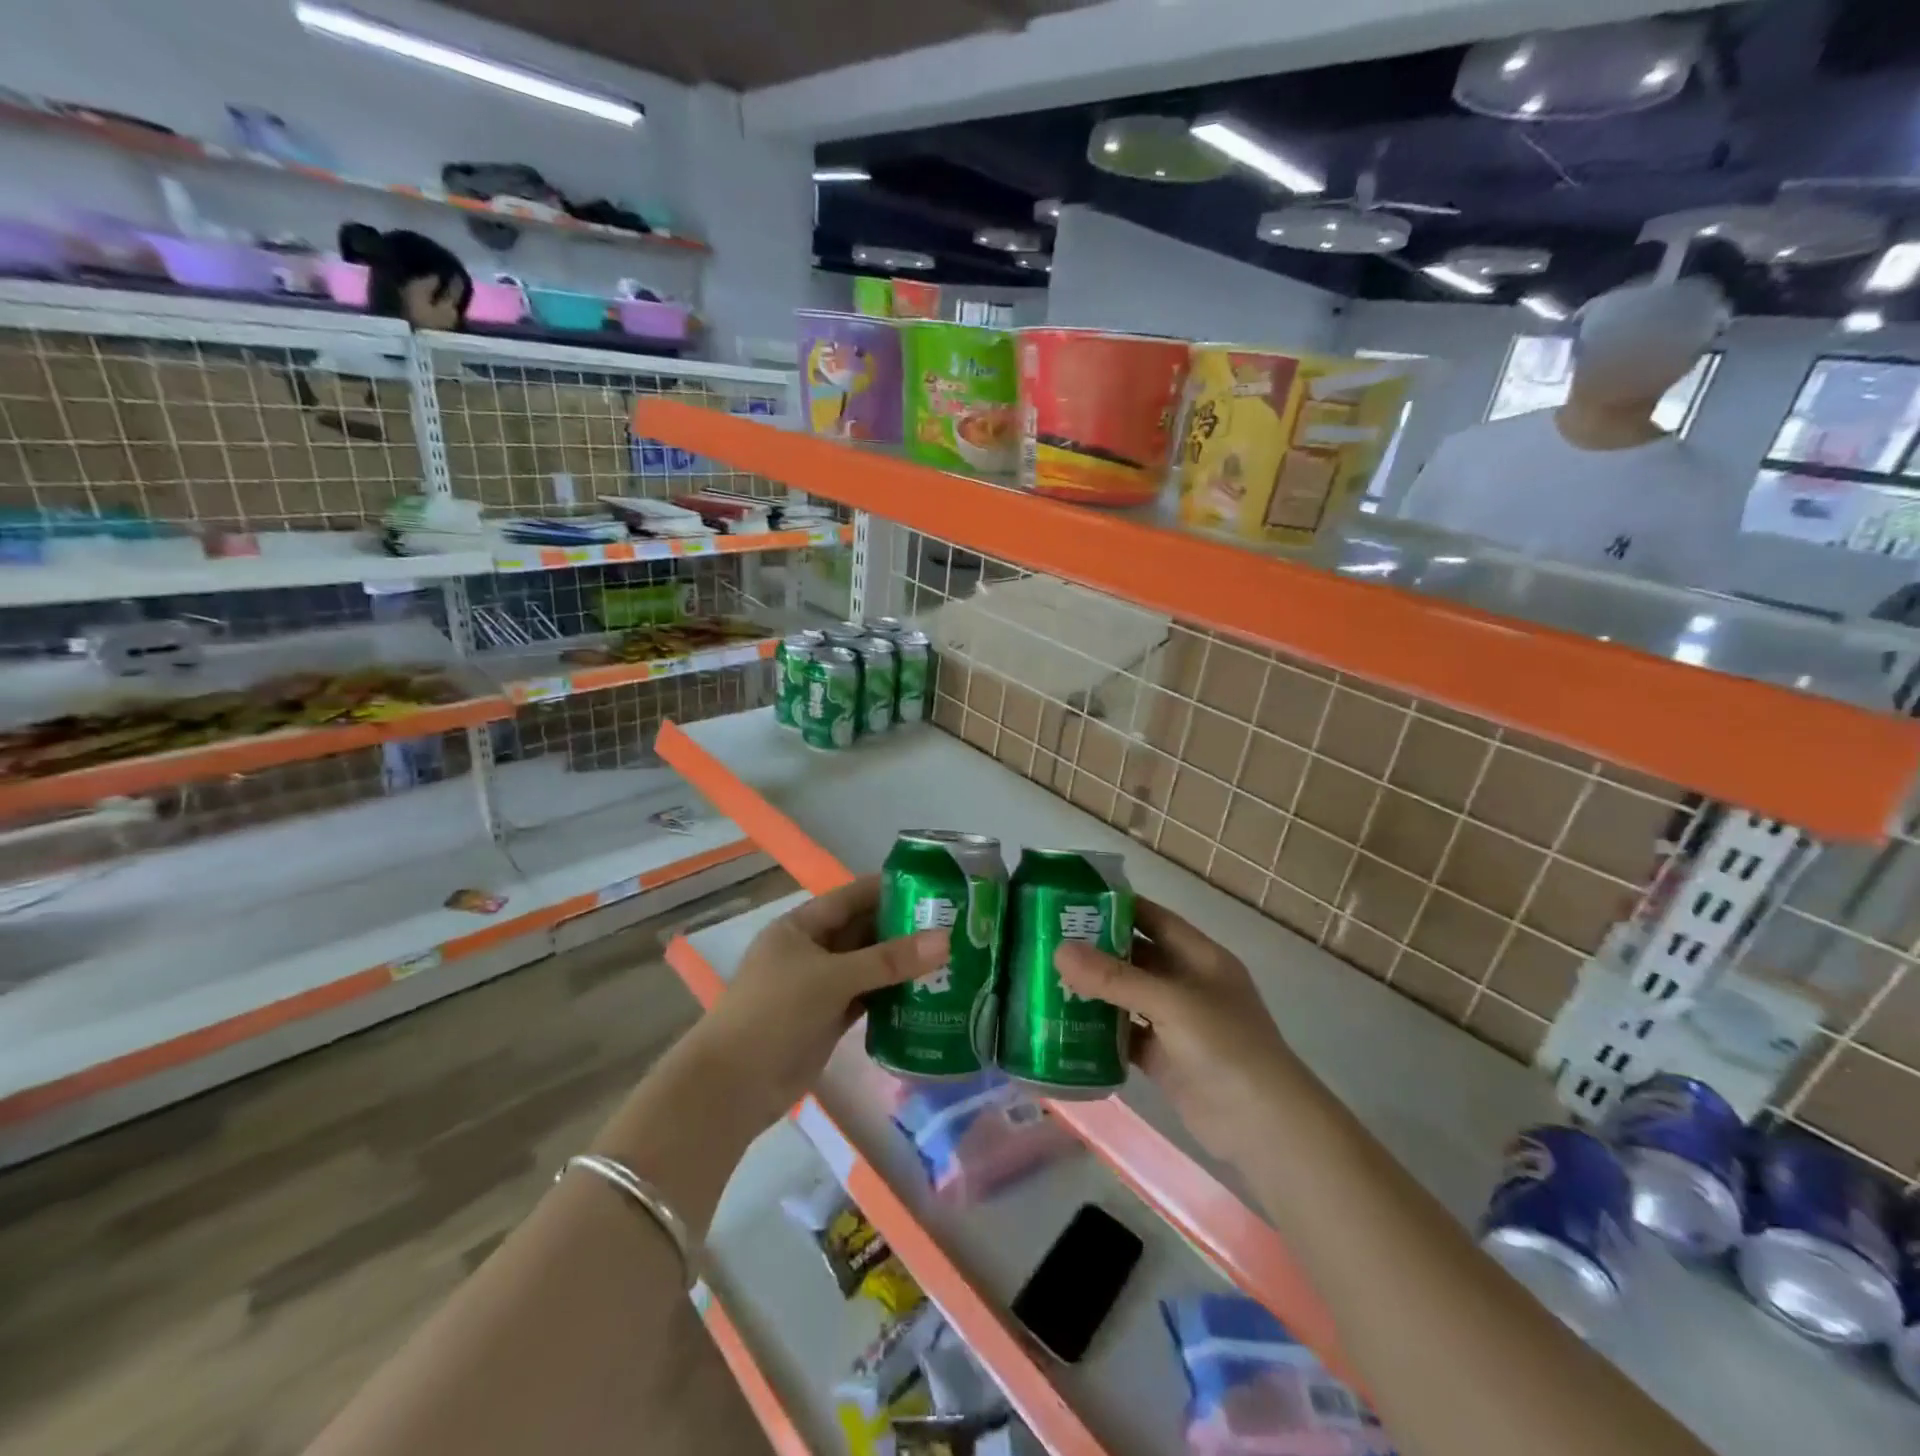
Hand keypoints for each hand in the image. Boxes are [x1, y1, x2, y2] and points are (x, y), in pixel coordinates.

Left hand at [688, 876, 944, 1127]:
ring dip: (901, 964)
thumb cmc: (775, 1012)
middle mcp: (812, 950)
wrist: (733, 1086)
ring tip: (950, 956)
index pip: (852, 896)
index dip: (890, 888)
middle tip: (953, 925)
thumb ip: (889, 960)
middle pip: (863, 931)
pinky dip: (892, 996)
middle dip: (903, 928)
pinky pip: (867, 998)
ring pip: (868, 966)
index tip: (934, 886)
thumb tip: (945, 940)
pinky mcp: (828, 1019)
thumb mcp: (832, 978)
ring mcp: (820, 986)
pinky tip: (927, 994)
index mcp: (802, 926)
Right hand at [1054, 897, 1309, 1167]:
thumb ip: (1115, 978)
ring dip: (1093, 990)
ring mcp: (1175, 1022)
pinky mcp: (1163, 1058)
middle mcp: (1186, 983)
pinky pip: (1124, 1035)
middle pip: (1134, 957)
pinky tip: (1064, 1026)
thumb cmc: (1226, 1046)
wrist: (1264, 1126)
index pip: (1152, 918)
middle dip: (1095, 950)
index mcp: (1198, 956)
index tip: (1070, 901)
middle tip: (1046, 941)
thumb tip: (1060, 951)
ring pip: (1126, 997)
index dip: (1116, 907)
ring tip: (1045, 980)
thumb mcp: (1171, 1002)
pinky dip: (1098, 1031)